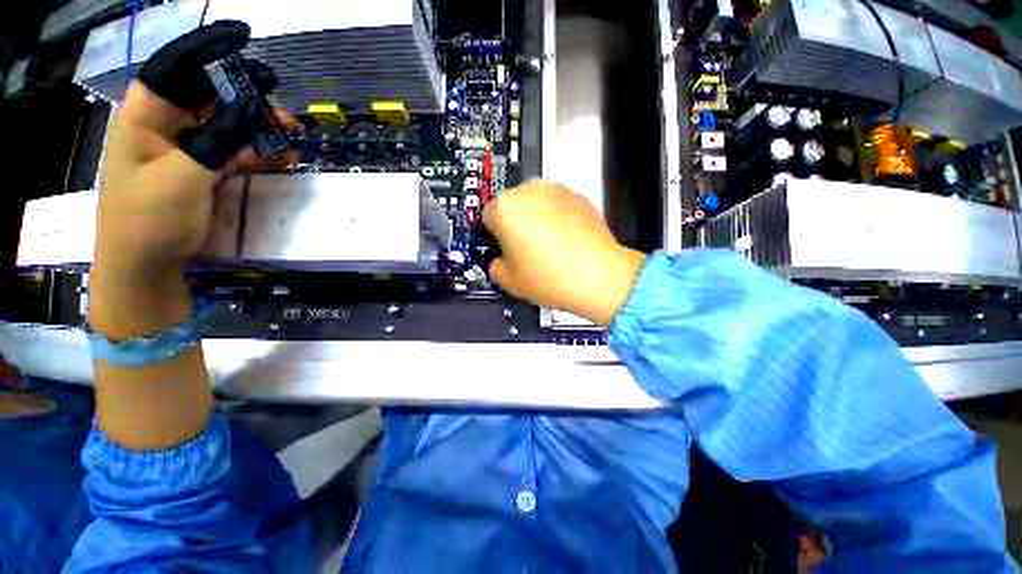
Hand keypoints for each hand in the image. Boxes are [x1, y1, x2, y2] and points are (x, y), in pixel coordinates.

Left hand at [94, 20, 293, 282]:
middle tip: (278, 96)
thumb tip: (245, 108)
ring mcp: (188, 148)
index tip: (242, 37)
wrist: (147, 267)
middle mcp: (166, 126)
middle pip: (208, 93)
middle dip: (244, 92)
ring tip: (290, 130)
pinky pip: (237, 150)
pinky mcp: (205, 169)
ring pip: (228, 123)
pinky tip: (283, 154)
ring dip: (260, 125)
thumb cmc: (149, 222)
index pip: (174, 69)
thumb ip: (214, 141)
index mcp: (144, 118)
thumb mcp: (180, 179)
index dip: (206, 49)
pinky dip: (260, 151)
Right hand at [483, 180, 647, 325]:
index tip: (500, 247)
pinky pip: (555, 206)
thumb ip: (494, 265)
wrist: (598, 276)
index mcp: (505, 208)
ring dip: (534, 220)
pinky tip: (562, 242)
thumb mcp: (508, 281)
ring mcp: (555, 191)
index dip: (493, 237)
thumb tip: (499, 260)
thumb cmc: (554, 277)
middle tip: (523, 250)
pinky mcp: (576, 196)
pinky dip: (555, 219)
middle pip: (510, 207)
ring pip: (533, 204)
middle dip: (513, 225)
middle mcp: (529, 192)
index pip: (487, 217)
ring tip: (546, 248)